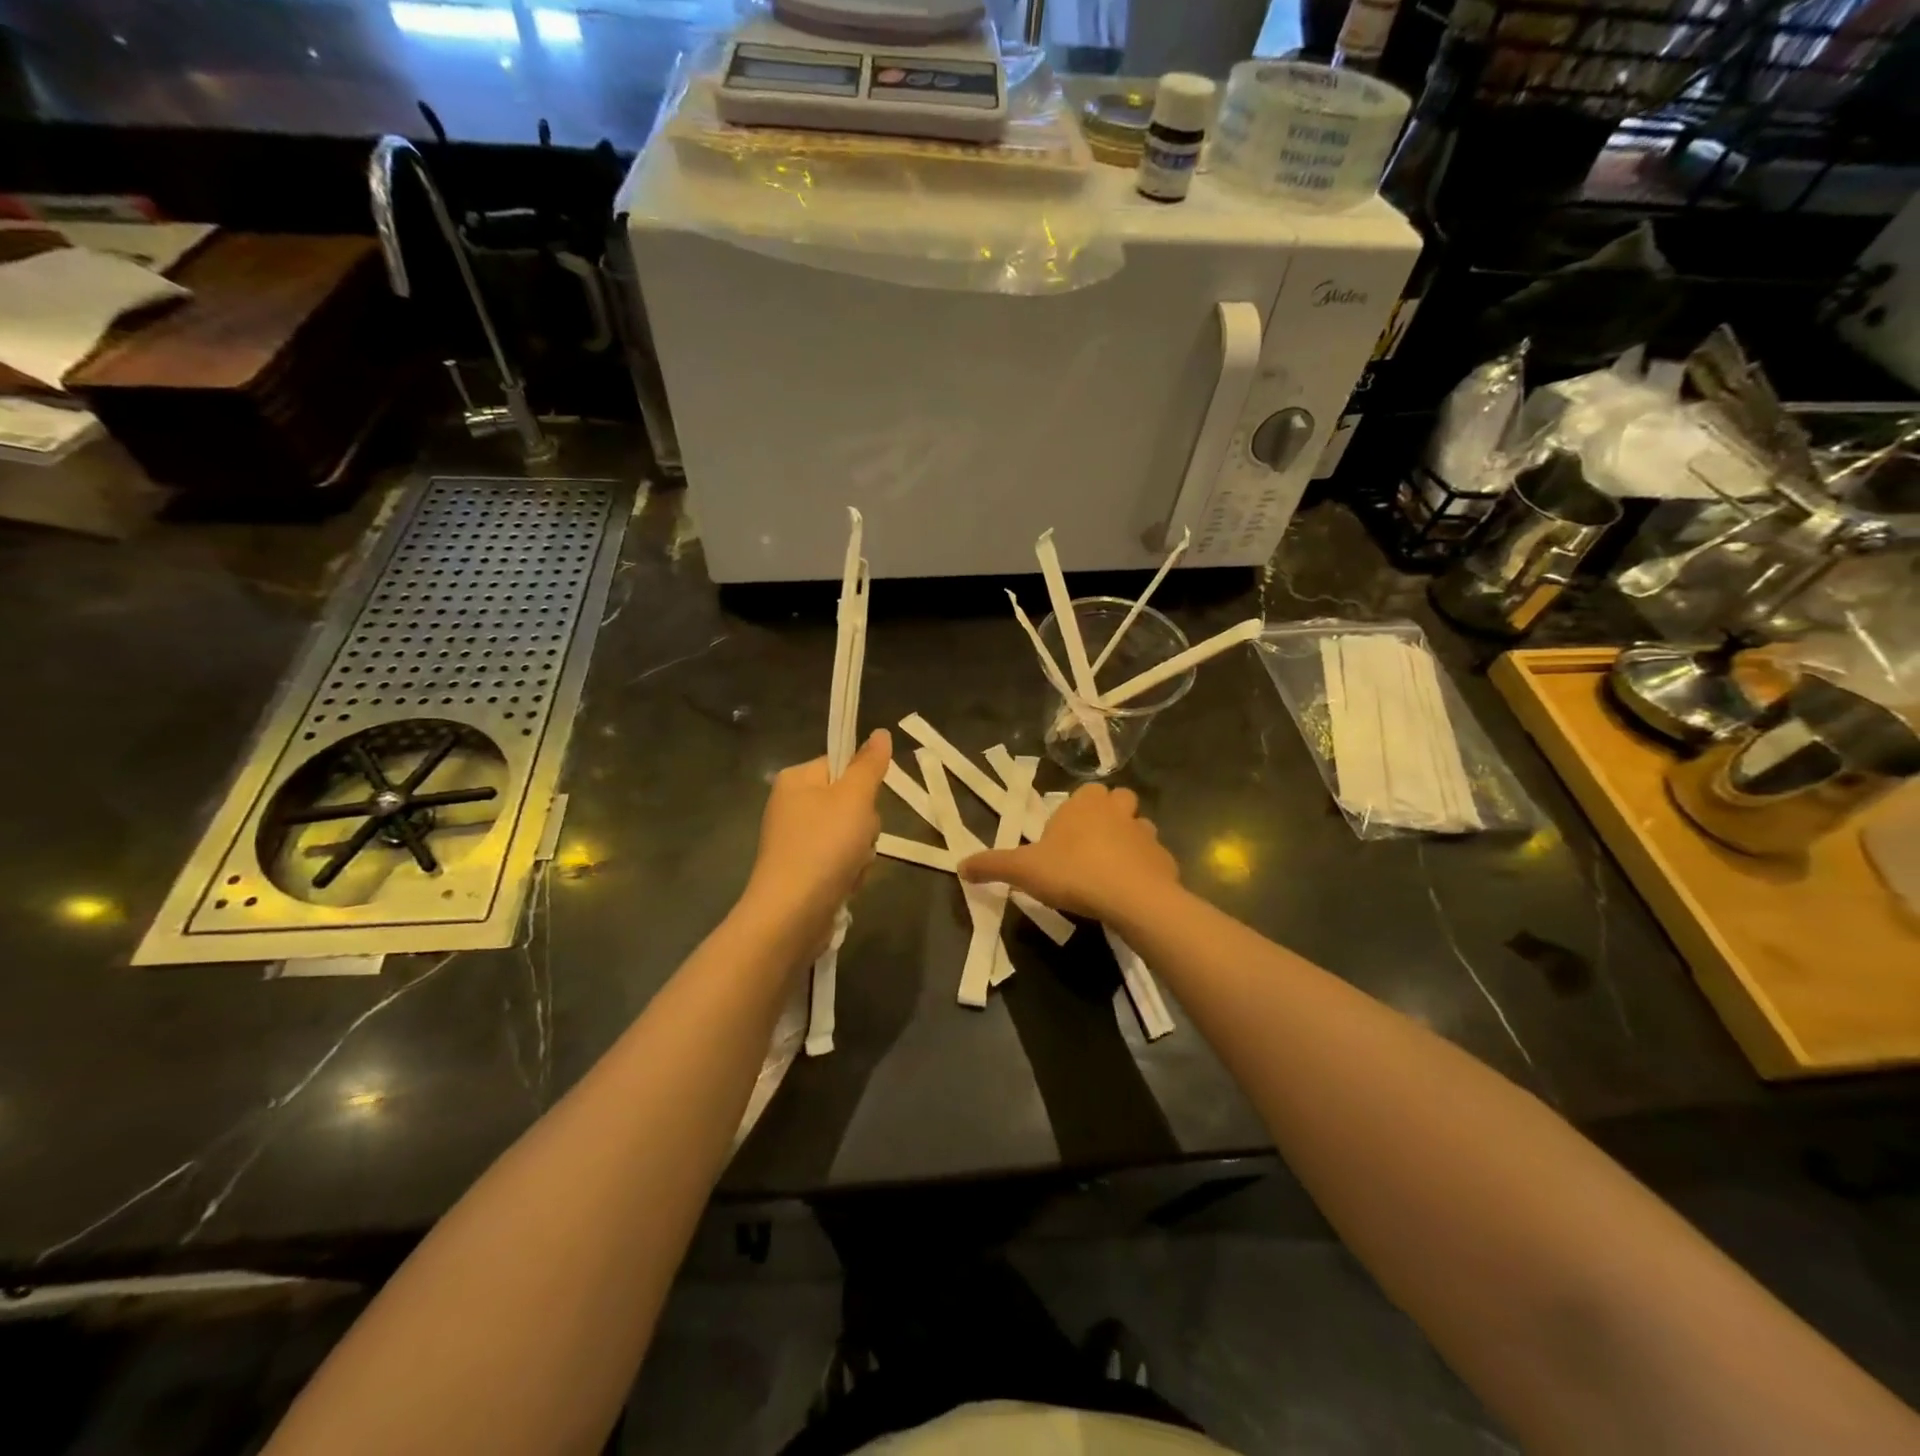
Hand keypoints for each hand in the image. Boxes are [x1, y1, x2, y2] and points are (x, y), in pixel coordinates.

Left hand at [742, 730, 891, 941]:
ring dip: (861, 853)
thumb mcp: (854, 798)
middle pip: (850, 802)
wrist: (791, 915)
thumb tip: (880, 732)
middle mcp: (791, 806)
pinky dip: (849, 873)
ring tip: (851, 868)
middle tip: (859, 840)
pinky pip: (840, 861)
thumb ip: (870, 765)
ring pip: (851, 835)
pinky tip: (844, 885)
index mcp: (796, 780)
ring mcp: (796, 841)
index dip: (863, 784)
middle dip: (864, 826)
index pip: (842, 764)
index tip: (866, 805)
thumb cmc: (823, 847)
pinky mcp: (803, 871)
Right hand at [959, 784, 1179, 924]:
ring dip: (1130, 840)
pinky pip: (1154, 859)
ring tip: (1113, 867)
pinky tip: (1133, 890)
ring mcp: (1145, 833)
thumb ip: (992, 865)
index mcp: (1084, 804)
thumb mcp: (1023, 870)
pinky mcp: (1165, 860)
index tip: (1064, 836)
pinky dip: (1146, 869)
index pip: (1085, 792)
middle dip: (1109, 815)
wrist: (1131, 898)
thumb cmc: (1073, 872)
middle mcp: (1118, 810)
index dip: (1076, 810)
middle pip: (1118, 800)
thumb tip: (960, 865)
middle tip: (1091, 845)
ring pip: (1140, 827)